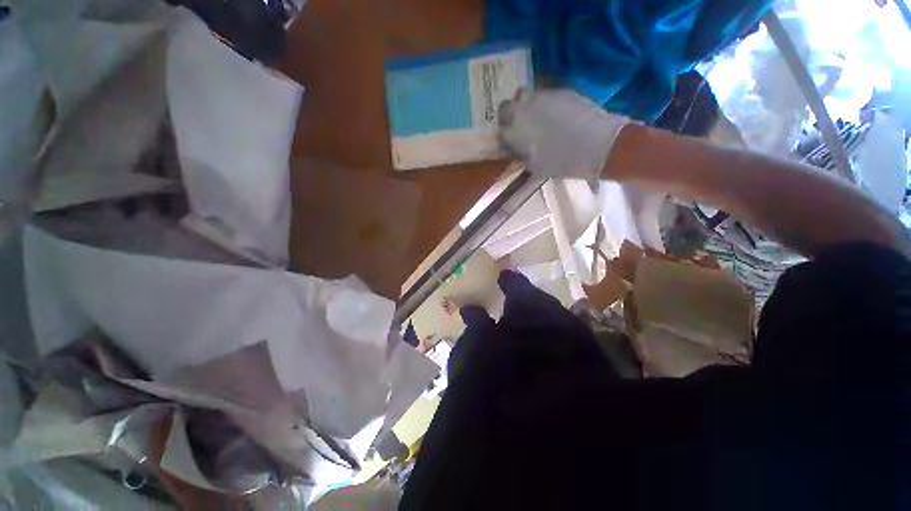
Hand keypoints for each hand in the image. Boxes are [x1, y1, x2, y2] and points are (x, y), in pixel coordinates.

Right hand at [498, 89, 632, 179]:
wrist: (595, 144)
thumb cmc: (561, 162)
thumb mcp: (535, 166)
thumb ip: (521, 154)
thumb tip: (516, 148)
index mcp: (514, 132)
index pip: (499, 131)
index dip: (504, 135)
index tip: (510, 140)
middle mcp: (522, 110)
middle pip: (505, 106)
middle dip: (509, 114)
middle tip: (520, 123)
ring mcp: (541, 97)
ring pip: (524, 95)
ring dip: (526, 105)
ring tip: (538, 115)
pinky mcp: (559, 91)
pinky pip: (545, 94)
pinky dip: (545, 102)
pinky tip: (557, 113)